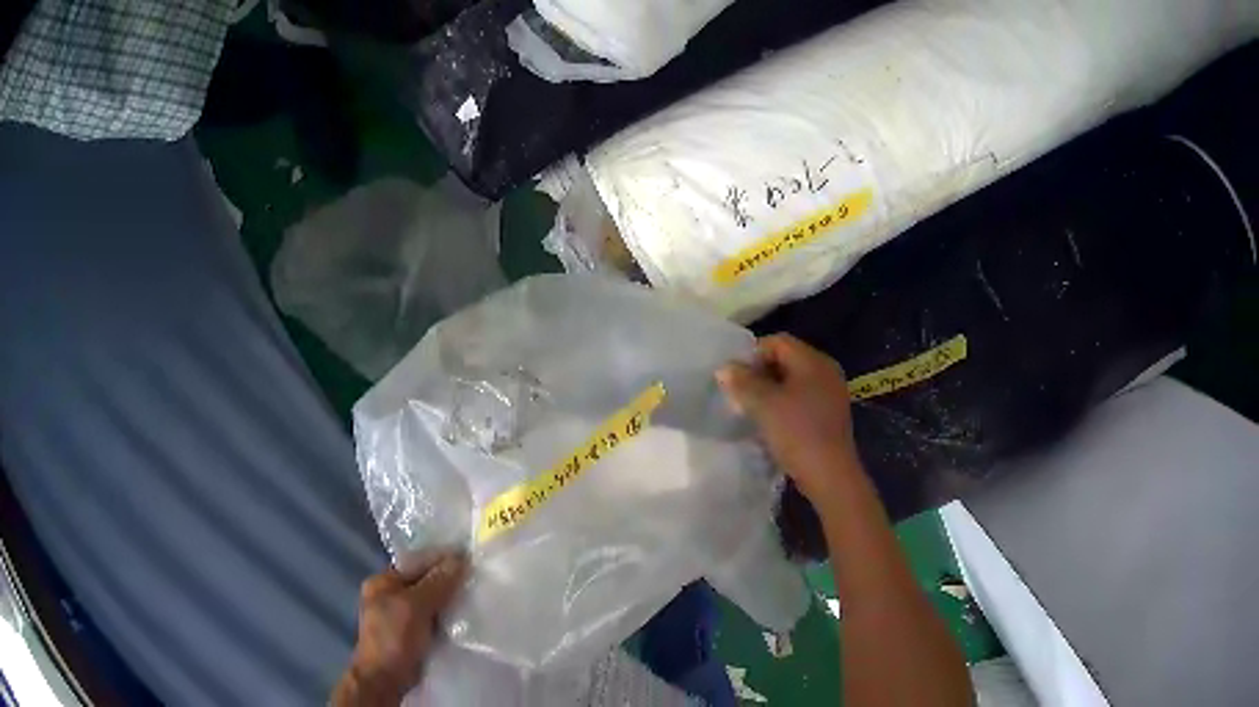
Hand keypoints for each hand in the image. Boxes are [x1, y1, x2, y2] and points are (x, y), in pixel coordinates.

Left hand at [332, 552, 469, 705]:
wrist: (386, 678)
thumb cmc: (394, 637)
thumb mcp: (414, 606)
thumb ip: (436, 583)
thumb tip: (460, 559)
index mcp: (383, 581)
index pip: (416, 562)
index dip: (442, 559)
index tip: (472, 558)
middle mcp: (391, 595)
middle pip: (425, 581)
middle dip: (450, 581)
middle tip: (480, 579)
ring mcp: (402, 616)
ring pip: (433, 601)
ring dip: (452, 601)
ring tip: (480, 597)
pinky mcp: (414, 634)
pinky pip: (436, 619)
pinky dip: (450, 618)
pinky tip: (469, 619)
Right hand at [717, 334, 860, 501]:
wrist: (829, 474)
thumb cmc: (797, 433)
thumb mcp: (764, 405)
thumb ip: (742, 382)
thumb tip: (725, 368)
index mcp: (813, 360)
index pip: (777, 342)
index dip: (752, 356)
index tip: (735, 380)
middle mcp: (826, 370)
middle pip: (786, 360)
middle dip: (760, 374)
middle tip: (741, 396)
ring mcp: (831, 393)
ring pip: (794, 381)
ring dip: (771, 392)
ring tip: (753, 411)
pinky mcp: (831, 414)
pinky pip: (803, 399)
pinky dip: (785, 405)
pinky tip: (774, 425)